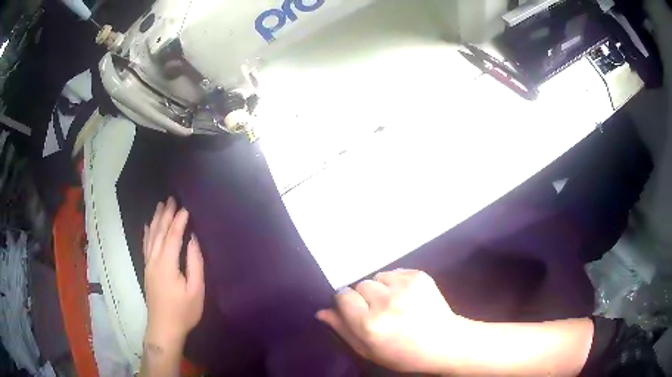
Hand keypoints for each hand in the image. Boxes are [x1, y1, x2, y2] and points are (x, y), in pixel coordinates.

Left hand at [143, 198, 204, 348]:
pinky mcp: (147, 270)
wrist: (164, 327)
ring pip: (150, 236)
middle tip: (171, 199)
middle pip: (159, 232)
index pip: (173, 236)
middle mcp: (154, 260)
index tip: (186, 207)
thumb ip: (195, 263)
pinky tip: (147, 226)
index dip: (179, 220)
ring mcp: (148, 264)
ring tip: (160, 206)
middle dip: (165, 214)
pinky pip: (145, 245)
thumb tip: (193, 240)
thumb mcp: (196, 290)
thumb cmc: (183, 311)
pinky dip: (146, 233)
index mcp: (167, 264)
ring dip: (155, 220)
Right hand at [317, 269, 470, 373]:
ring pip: (376, 277)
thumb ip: (342, 330)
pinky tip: (407, 298)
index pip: (342, 296)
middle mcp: (385, 302)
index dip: (347, 303)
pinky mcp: (419, 276)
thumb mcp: (367, 350)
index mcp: (369, 324)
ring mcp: (404, 286)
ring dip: (380, 289)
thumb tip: (321, 311)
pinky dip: (396, 283)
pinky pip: (394, 273)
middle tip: (379, 311)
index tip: (357, 311)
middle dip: (365, 297)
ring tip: (395, 304)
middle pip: (359, 285)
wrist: (444, 343)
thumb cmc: (402, 354)